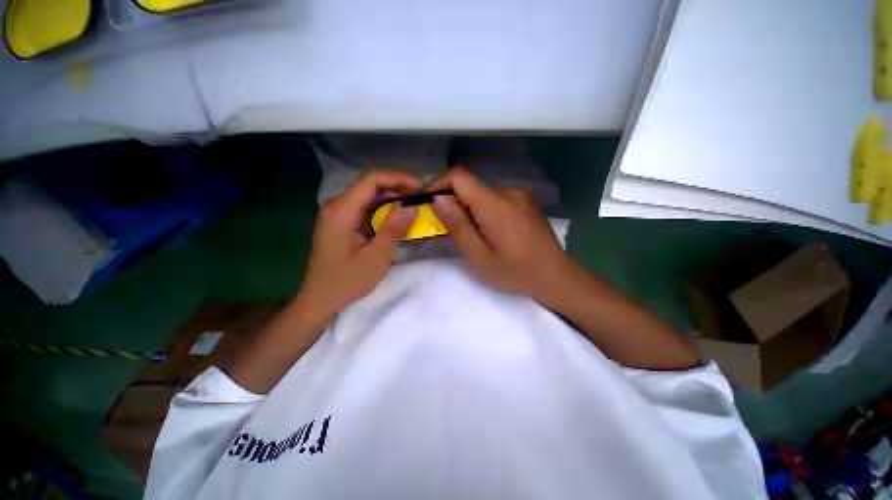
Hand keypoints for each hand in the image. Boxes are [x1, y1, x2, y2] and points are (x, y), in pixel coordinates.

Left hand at [295, 169, 422, 322]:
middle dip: (399, 187)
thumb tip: (412, 206)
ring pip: (369, 195)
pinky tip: (398, 217)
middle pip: (371, 184)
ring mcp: (338, 212)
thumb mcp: (376, 258)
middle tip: (422, 198)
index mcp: (341, 211)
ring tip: (414, 206)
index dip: (399, 177)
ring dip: (393, 198)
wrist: (320, 299)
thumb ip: (394, 230)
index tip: (421, 186)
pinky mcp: (342, 221)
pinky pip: (366, 207)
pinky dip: (385, 209)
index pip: (372, 179)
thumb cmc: (346, 282)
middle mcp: (337, 205)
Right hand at [428, 167, 570, 303]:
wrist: (556, 276)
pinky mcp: (526, 201)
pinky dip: (484, 210)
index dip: (439, 184)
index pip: (460, 176)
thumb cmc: (516, 273)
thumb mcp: (480, 257)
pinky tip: (491, 232)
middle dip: (453, 202)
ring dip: (469, 208)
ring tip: (472, 235)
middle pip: (470, 185)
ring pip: (482, 193)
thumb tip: (438, 199)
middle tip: (449, 229)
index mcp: (496, 205)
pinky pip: (496, 199)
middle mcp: (509, 192)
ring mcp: (520, 195)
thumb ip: (458, 226)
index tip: (429, 203)